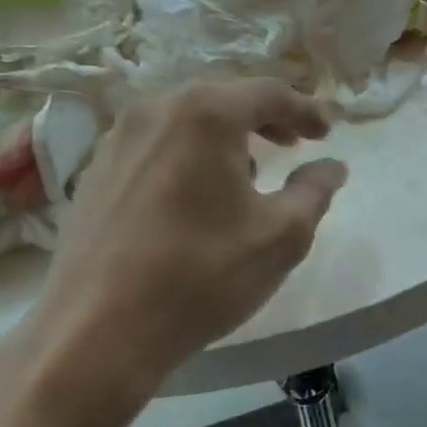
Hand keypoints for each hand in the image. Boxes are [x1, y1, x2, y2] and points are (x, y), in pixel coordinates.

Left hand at [0, 79, 346, 413]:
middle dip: (264, 119)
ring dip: (224, 136)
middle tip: (292, 145)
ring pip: (185, 120)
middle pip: (223, 99)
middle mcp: (155, 110)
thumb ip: (314, 191)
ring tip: (247, 172)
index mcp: (204, 114)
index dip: (305, 110)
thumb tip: (332, 166)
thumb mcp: (280, 236)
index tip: (326, 133)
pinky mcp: (94, 171)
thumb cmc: (200, 276)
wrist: (95, 334)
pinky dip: (187, 154)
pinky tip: (195, 194)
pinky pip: (155, 144)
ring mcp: (117, 139)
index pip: (268, 93)